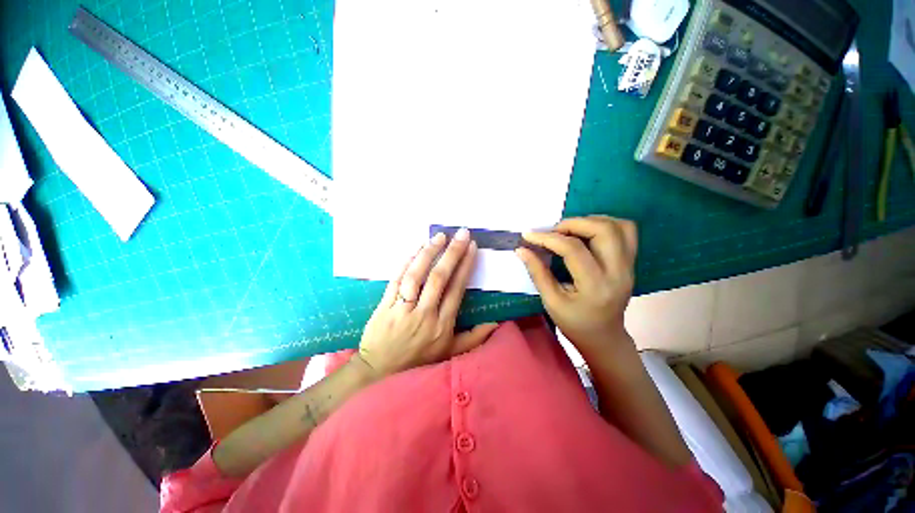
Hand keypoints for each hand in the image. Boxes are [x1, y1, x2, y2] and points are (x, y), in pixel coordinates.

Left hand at [357, 228, 498, 377]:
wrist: (379, 372)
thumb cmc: (418, 362)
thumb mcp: (450, 353)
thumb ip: (474, 338)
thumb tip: (495, 323)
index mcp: (441, 325)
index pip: (456, 289)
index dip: (465, 266)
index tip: (472, 247)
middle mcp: (424, 315)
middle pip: (439, 279)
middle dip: (452, 254)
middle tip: (461, 234)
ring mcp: (402, 309)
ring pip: (416, 276)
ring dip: (428, 254)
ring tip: (439, 237)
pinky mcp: (384, 306)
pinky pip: (395, 281)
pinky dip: (405, 264)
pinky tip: (415, 250)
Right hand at [516, 216, 636, 357]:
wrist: (604, 336)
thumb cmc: (574, 323)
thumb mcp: (551, 301)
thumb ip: (537, 272)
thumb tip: (522, 249)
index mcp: (595, 286)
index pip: (573, 249)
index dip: (548, 238)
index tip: (529, 235)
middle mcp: (618, 272)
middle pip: (603, 230)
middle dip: (572, 223)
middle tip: (553, 231)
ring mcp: (629, 266)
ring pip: (619, 226)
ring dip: (590, 221)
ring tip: (569, 230)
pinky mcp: (631, 263)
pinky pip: (627, 231)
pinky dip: (606, 224)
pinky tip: (587, 232)